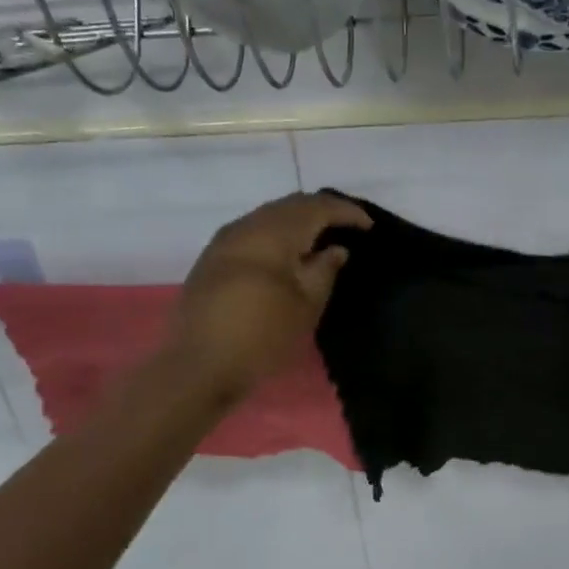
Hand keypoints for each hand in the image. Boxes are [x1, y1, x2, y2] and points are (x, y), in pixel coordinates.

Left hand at [170, 191, 370, 399]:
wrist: (200, 364)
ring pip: (268, 215)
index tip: (368, 226)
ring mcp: (224, 240)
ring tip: (320, 236)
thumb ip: (325, 269)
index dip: (346, 212)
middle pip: (290, 204)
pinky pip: (252, 230)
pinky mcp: (212, 258)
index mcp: (274, 233)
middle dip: (321, 210)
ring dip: (297, 220)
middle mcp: (247, 226)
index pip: (317, 207)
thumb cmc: (263, 335)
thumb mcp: (306, 305)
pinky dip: (277, 233)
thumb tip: (336, 249)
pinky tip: (286, 252)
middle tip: (347, 225)